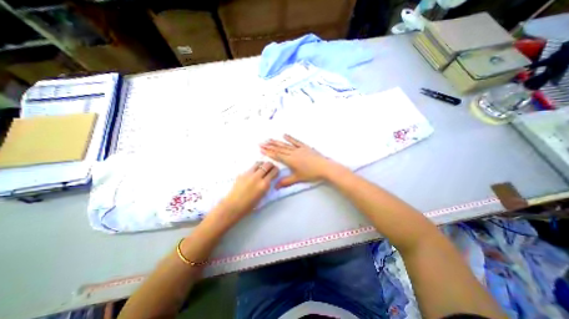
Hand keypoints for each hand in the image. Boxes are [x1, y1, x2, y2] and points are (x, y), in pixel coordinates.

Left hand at [218, 161, 278, 219]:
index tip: (276, 171)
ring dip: (262, 165)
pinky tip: (253, 173)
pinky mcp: (241, 174)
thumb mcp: (262, 196)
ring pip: (258, 163)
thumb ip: (266, 186)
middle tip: (271, 168)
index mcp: (264, 184)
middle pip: (267, 165)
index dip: (276, 170)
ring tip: (262, 168)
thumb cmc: (249, 206)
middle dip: (271, 165)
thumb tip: (269, 179)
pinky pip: (250, 168)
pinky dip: (254, 168)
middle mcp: (257, 177)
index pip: (273, 172)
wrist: (233, 206)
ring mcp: (248, 174)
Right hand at [261, 135, 336, 189]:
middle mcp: (292, 153)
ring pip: (285, 144)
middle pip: (279, 148)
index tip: (261, 149)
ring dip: (276, 142)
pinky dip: (290, 138)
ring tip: (269, 139)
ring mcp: (298, 149)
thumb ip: (286, 182)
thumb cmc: (311, 174)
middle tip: (261, 142)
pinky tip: (284, 135)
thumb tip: (275, 187)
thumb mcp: (297, 179)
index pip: (276, 155)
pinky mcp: (305, 147)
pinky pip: (295, 141)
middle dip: (269, 146)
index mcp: (290, 160)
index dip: (268, 152)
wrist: (324, 167)